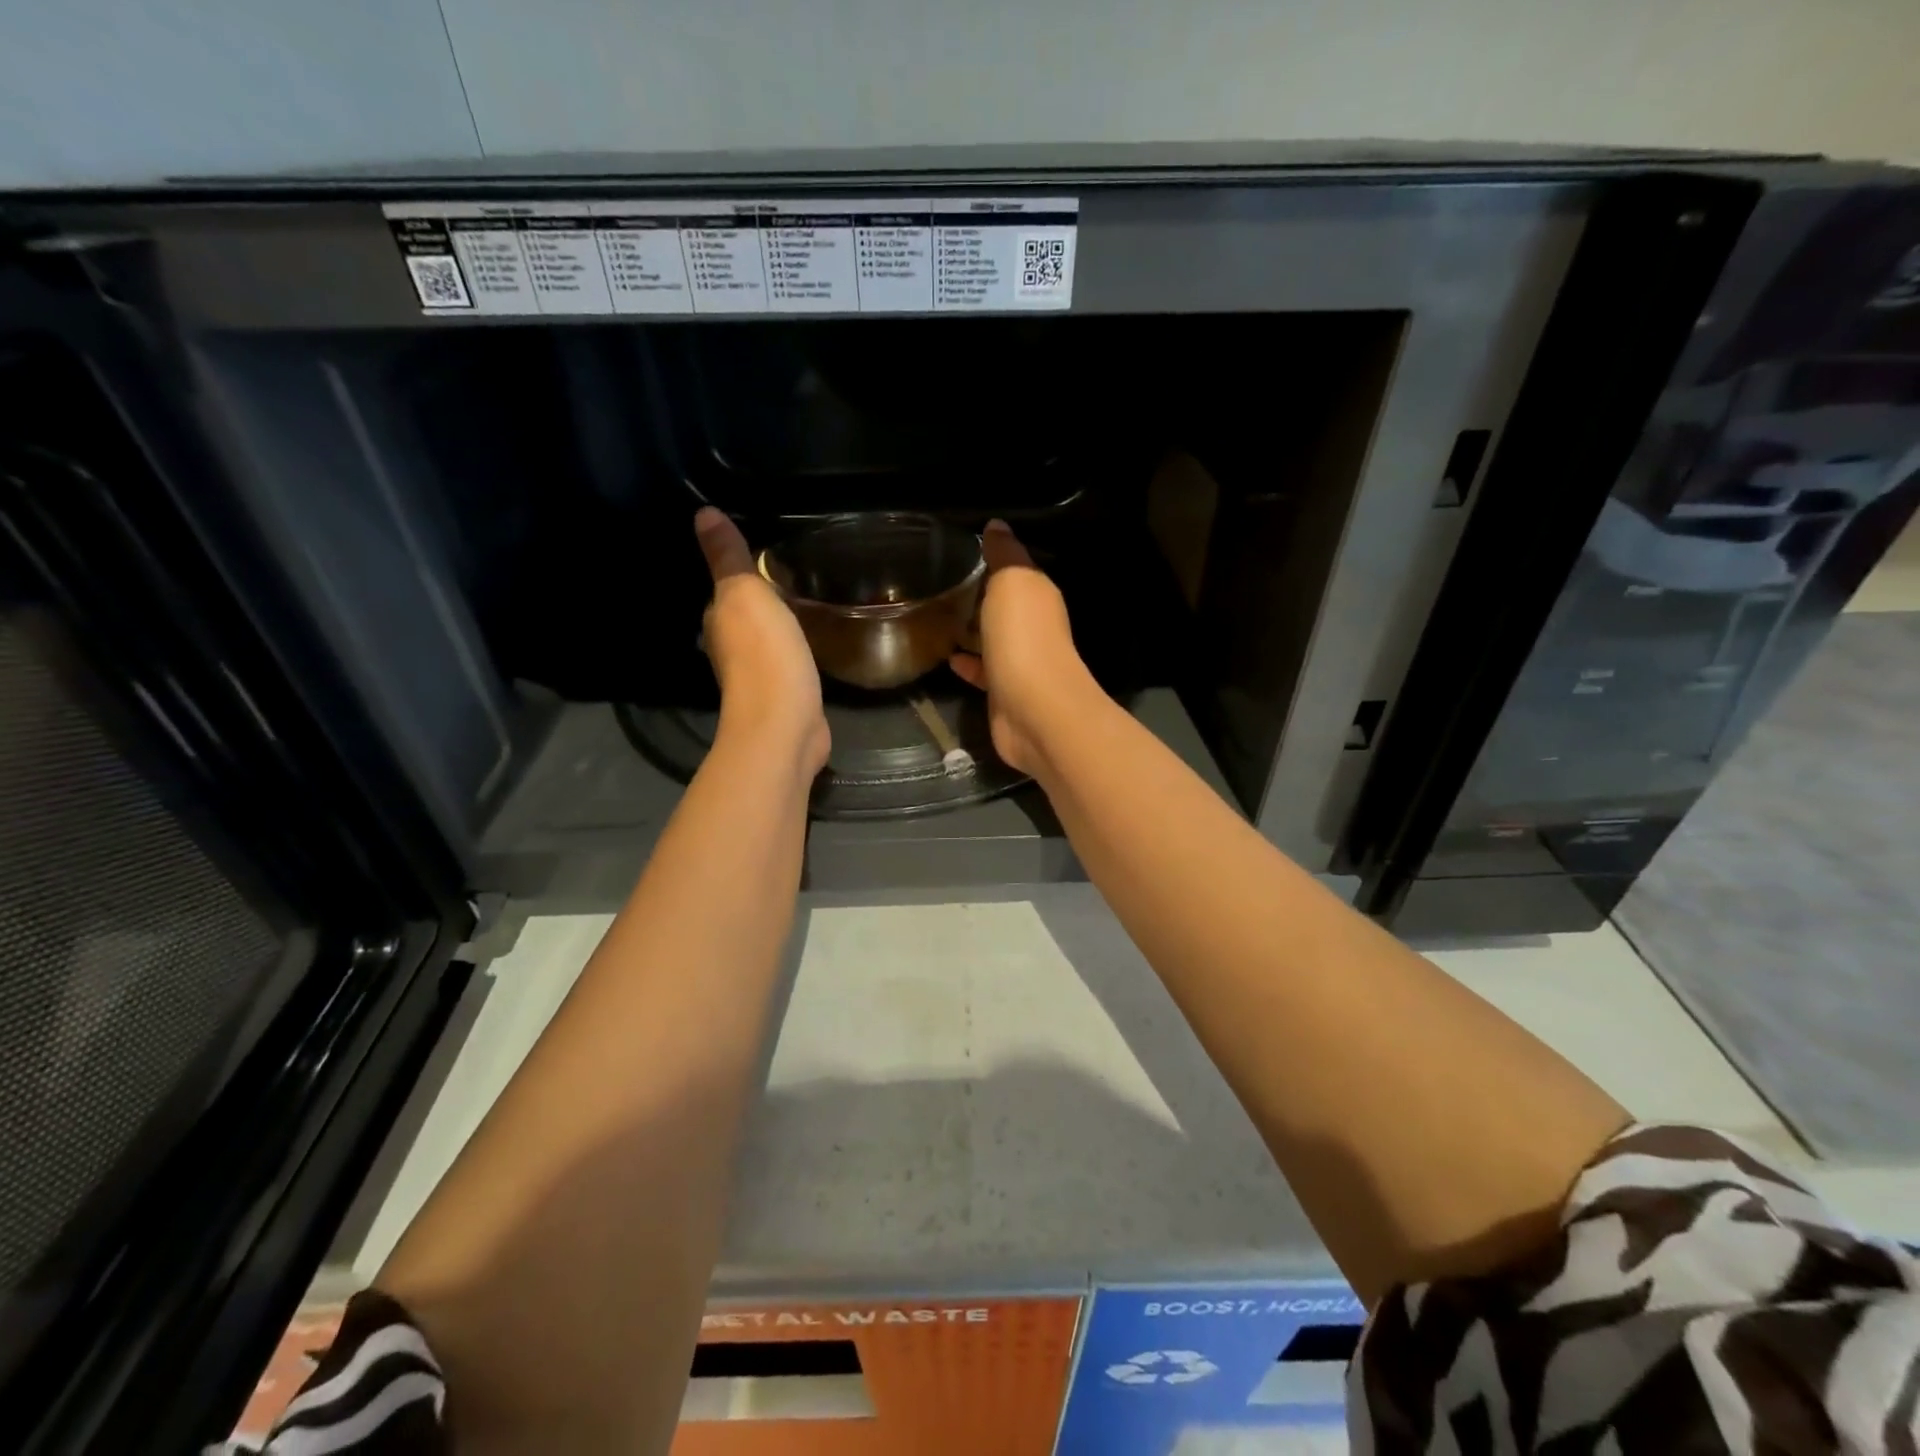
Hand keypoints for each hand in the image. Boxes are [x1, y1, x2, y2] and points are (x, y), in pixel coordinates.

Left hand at [695, 508, 829, 773]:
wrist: (784, 724)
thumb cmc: (764, 654)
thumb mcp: (746, 593)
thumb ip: (729, 557)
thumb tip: (702, 513)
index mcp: (718, 621)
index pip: (724, 589)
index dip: (740, 574)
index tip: (765, 557)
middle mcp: (730, 649)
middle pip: (744, 617)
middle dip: (761, 601)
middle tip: (792, 577)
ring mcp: (757, 677)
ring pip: (766, 641)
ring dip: (778, 627)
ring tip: (805, 605)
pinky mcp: (784, 696)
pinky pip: (788, 663)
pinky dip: (795, 651)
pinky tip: (811, 644)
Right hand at [948, 520, 1102, 778]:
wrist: (1035, 711)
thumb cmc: (1023, 639)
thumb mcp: (1012, 582)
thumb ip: (1004, 554)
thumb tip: (997, 525)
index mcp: (1038, 595)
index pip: (1015, 569)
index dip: (991, 558)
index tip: (957, 550)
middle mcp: (1034, 626)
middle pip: (1004, 604)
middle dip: (978, 595)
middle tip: (939, 584)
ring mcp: (1020, 661)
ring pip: (993, 638)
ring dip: (972, 630)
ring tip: (936, 618)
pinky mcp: (1004, 692)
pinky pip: (983, 671)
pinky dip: (968, 663)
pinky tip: (947, 658)